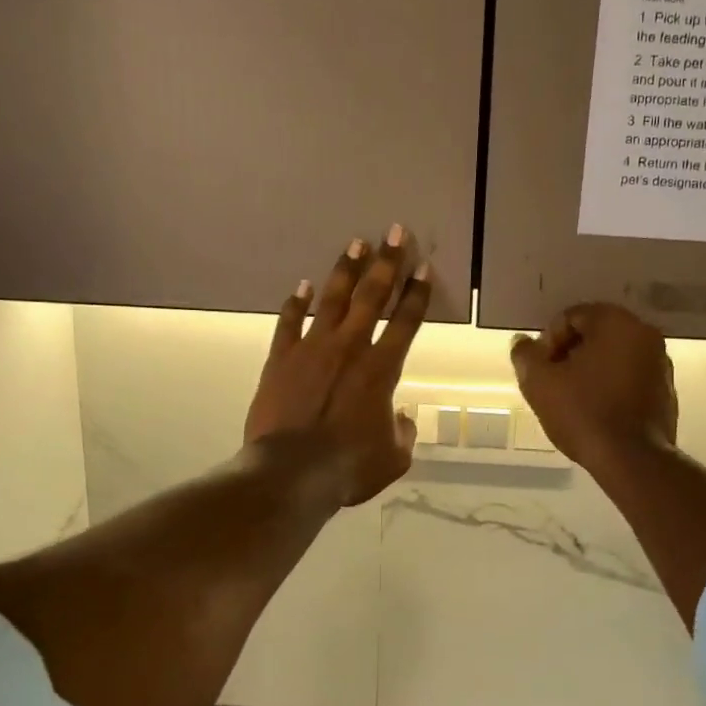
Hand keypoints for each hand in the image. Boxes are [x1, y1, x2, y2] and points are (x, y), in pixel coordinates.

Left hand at [244, 230, 432, 505]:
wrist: (291, 472)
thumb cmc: (349, 467)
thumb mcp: (393, 458)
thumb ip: (403, 433)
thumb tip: (402, 416)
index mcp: (382, 369)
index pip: (406, 321)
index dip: (417, 293)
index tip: (423, 267)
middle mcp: (350, 348)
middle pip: (372, 296)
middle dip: (386, 262)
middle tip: (394, 232)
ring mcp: (312, 349)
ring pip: (333, 300)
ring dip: (346, 270)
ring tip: (355, 243)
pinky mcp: (281, 358)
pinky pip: (289, 323)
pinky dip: (296, 303)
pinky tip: (302, 286)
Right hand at [510, 303, 677, 472]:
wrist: (633, 459)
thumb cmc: (584, 412)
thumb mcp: (540, 383)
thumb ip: (526, 355)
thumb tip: (523, 343)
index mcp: (617, 322)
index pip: (572, 316)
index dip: (548, 341)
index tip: (540, 369)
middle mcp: (644, 334)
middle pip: (595, 334)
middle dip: (569, 354)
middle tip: (552, 382)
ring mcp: (661, 363)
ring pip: (613, 356)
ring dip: (590, 370)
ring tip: (572, 399)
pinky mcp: (666, 391)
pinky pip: (629, 378)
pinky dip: (610, 386)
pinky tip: (595, 411)